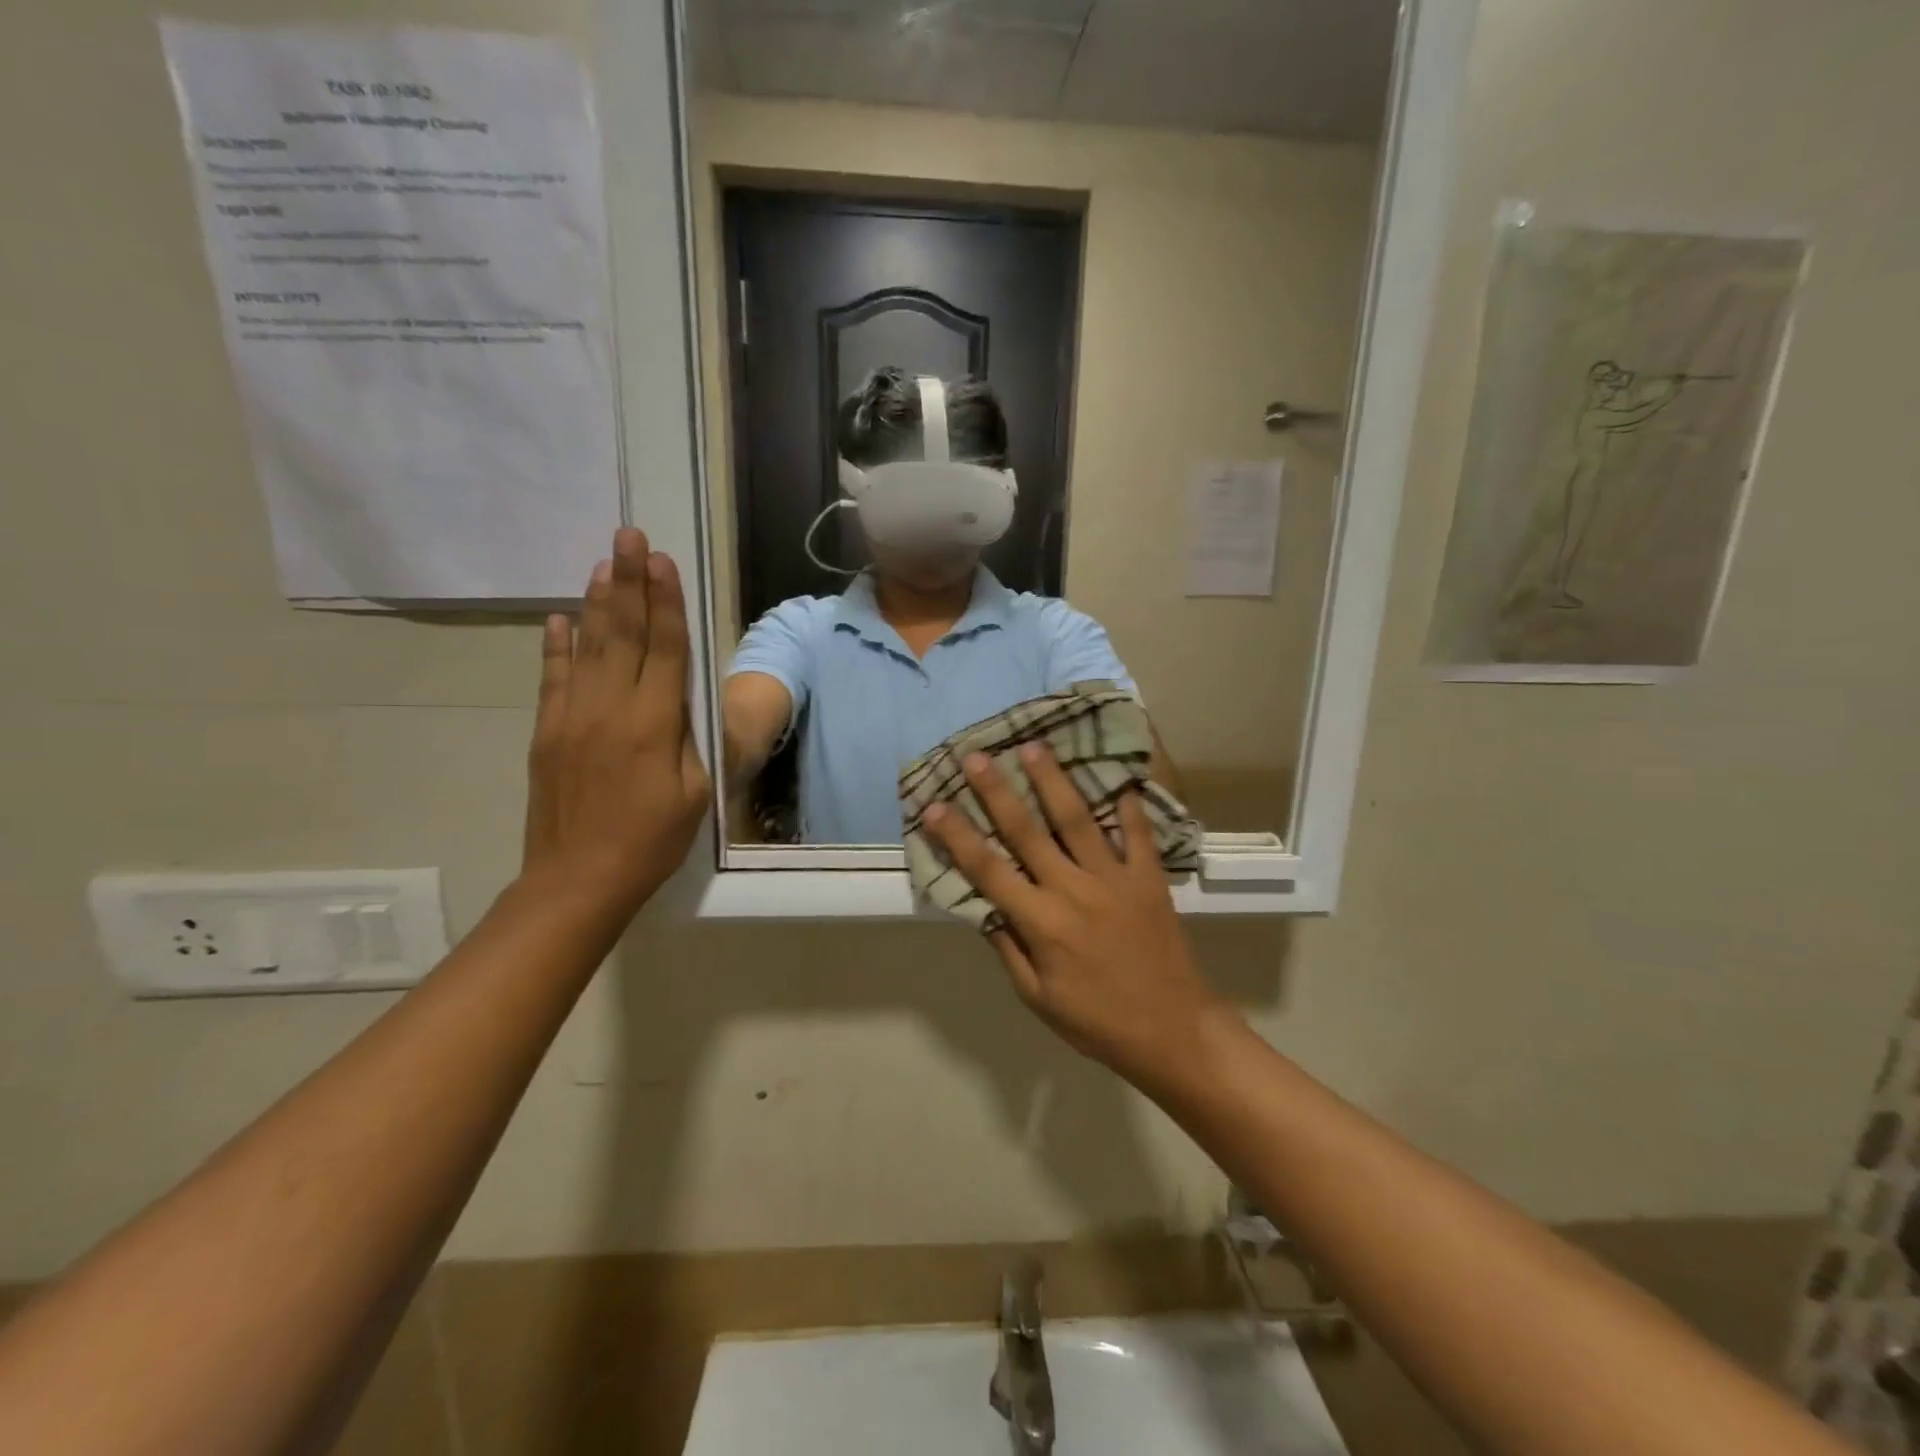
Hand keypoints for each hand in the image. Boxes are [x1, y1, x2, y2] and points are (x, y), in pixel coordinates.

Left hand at [522, 528, 711, 921]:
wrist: (577, 880)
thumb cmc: (651, 840)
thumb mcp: (695, 794)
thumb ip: (691, 740)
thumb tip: (684, 700)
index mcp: (654, 723)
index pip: (665, 648)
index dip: (666, 602)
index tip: (662, 560)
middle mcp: (611, 707)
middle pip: (624, 633)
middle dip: (630, 581)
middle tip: (629, 535)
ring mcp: (572, 716)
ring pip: (588, 646)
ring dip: (598, 602)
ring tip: (604, 562)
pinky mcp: (547, 732)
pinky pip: (553, 678)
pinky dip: (557, 645)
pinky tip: (560, 617)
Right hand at [923, 745, 1228, 1091]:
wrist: (1173, 1030)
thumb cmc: (1097, 1021)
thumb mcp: (1038, 997)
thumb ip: (1009, 948)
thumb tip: (984, 908)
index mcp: (1041, 923)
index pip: (988, 870)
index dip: (958, 837)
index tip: (935, 806)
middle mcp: (1073, 890)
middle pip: (1027, 832)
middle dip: (997, 791)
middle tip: (977, 755)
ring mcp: (1114, 879)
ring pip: (1078, 819)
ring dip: (1053, 781)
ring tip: (1034, 747)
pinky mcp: (1148, 878)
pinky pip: (1137, 832)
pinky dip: (1128, 803)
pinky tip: (1118, 774)